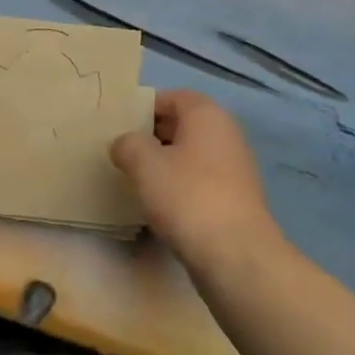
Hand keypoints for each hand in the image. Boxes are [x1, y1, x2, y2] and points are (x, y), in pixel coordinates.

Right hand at [111, 90, 279, 269]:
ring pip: (189, 155)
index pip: (171, 97)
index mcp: (207, 115)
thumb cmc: (188, 196)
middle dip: (151, 136)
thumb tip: (124, 144)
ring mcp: (234, 168)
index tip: (118, 126)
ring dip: (164, 164)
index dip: (143, 108)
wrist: (236, 256)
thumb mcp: (145, 164)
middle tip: (121, 152)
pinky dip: (179, 187)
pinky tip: (159, 206)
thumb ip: (128, 144)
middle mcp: (225, 134)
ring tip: (135, 180)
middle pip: (181, 125)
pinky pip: (199, 181)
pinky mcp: (234, 199)